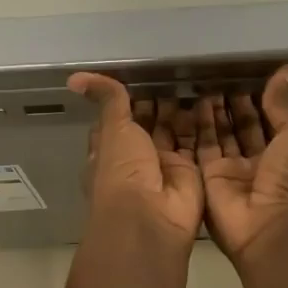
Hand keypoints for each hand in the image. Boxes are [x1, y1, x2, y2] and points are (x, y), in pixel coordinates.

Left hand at [69, 73, 203, 247]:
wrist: (150, 218)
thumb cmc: (122, 171)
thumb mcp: (112, 129)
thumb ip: (107, 100)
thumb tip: (74, 78)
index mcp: (110, 148)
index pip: (119, 117)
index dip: (128, 97)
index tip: (143, 72)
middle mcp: (136, 157)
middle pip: (149, 123)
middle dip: (160, 101)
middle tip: (177, 68)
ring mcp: (164, 165)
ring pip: (175, 130)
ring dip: (183, 109)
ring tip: (197, 76)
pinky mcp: (191, 171)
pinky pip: (199, 142)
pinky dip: (204, 122)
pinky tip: (213, 95)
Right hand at [195, 65, 287, 267]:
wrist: (273, 229)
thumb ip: (284, 103)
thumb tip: (287, 69)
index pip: (270, 119)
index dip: (258, 98)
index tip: (242, 73)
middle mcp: (260, 162)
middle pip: (242, 127)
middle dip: (231, 104)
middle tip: (216, 75)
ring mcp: (233, 171)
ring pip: (219, 136)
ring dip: (212, 112)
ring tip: (201, 84)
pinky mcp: (208, 178)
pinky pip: (200, 148)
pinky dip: (195, 127)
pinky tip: (189, 103)